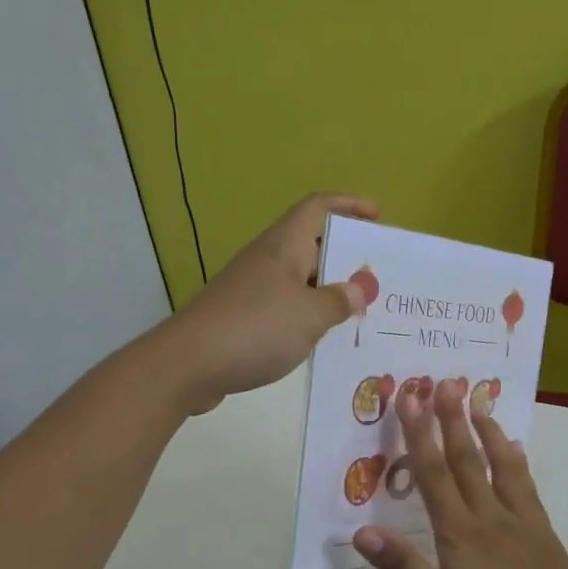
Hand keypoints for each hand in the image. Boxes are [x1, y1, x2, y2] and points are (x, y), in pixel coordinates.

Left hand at [157, 193, 377, 414]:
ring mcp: (252, 287)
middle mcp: (267, 258)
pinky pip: (285, 305)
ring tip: (359, 309)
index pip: (318, 207)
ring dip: (327, 289)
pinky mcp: (242, 316)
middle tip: (378, 276)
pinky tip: (323, 336)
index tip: (377, 217)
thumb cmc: (255, 328)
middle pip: (311, 243)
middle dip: (345, 255)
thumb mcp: (310, 315)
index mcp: (284, 245)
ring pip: (298, 278)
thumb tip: (360, 288)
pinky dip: (307, 314)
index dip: (348, 205)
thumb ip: (339, 300)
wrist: (189, 363)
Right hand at [352, 378, 567, 568]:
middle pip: (466, 459)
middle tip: (443, 382)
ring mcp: (520, 520)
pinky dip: (516, 459)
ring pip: (499, 464)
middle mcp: (489, 515)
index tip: (410, 399)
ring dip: (485, 430)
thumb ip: (405, 568)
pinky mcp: (542, 530)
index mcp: (460, 533)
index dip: (419, 434)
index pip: (433, 474)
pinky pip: (526, 484)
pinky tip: (514, 447)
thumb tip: (362, 532)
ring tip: (477, 401)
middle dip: (451, 419)